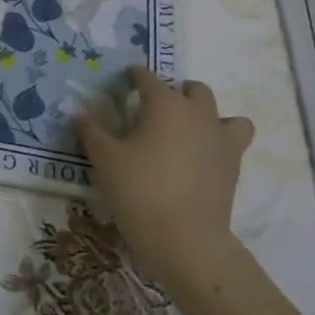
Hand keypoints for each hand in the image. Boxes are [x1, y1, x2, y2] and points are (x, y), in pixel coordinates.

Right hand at [77, 67, 254, 293]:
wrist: (184, 237)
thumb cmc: (139, 189)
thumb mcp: (104, 158)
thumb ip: (91, 131)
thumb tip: (80, 112)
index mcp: (164, 104)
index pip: (148, 77)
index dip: (134, 76)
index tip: (124, 81)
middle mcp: (197, 114)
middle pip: (193, 90)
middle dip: (176, 93)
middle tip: (155, 111)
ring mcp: (221, 140)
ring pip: (226, 115)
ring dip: (208, 117)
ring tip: (188, 133)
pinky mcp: (234, 166)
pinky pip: (234, 143)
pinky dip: (221, 144)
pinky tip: (202, 158)